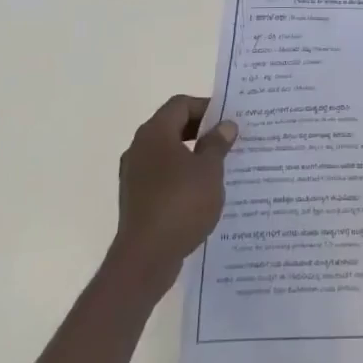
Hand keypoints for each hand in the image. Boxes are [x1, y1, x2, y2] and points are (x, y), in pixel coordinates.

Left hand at [109, 94, 237, 294]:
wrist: (145, 258)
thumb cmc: (180, 204)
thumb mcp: (209, 171)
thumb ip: (217, 144)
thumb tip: (225, 125)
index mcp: (155, 133)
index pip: (180, 104)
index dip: (206, 107)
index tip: (228, 120)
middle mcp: (139, 147)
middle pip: (172, 126)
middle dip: (200, 131)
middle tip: (228, 141)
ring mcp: (134, 174)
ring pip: (167, 153)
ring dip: (191, 155)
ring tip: (218, 167)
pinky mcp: (135, 198)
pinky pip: (161, 176)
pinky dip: (180, 176)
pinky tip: (200, 193)